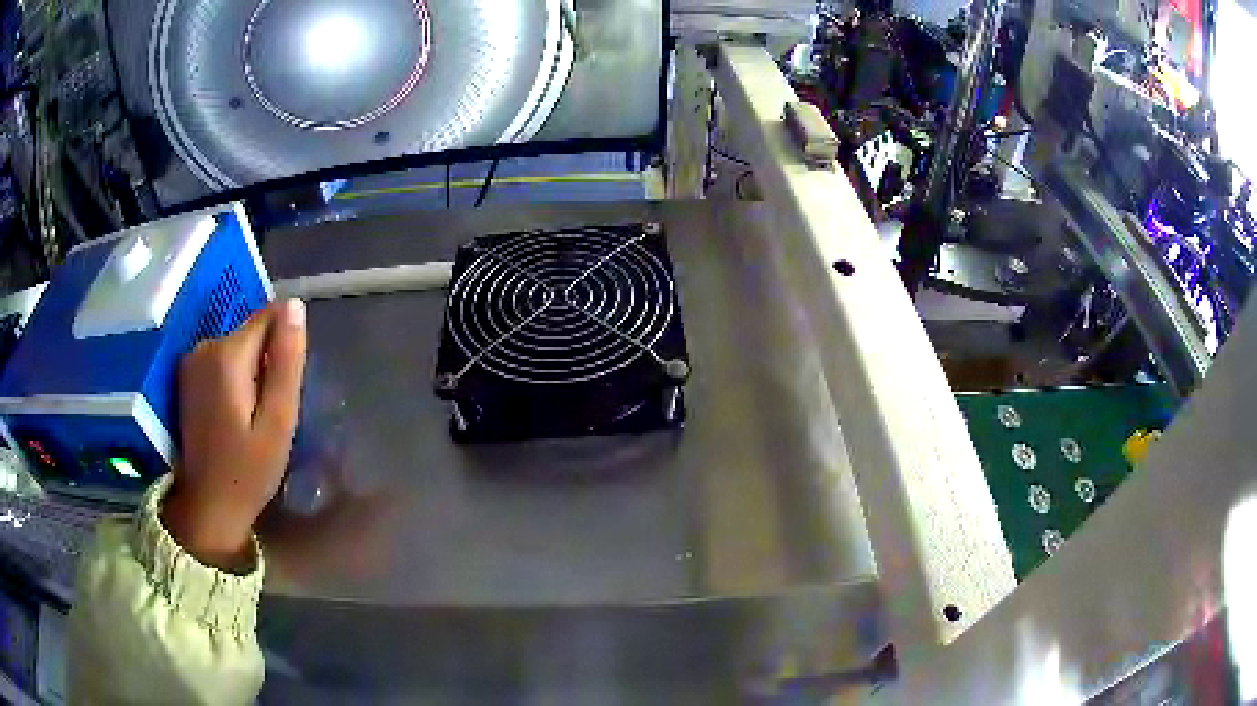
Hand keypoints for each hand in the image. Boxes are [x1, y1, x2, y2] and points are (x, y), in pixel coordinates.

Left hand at [162, 299, 307, 571]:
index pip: (269, 315)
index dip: (285, 344)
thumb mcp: (278, 422)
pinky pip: (222, 361)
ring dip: (253, 372)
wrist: (207, 506)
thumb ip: (287, 362)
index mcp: (227, 354)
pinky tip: (235, 415)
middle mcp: (204, 346)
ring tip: (253, 417)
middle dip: (268, 362)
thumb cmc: (248, 471)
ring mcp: (191, 361)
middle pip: (252, 332)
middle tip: (270, 412)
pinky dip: (235, 379)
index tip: (285, 384)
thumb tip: (295, 306)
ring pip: (238, 346)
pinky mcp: (187, 376)